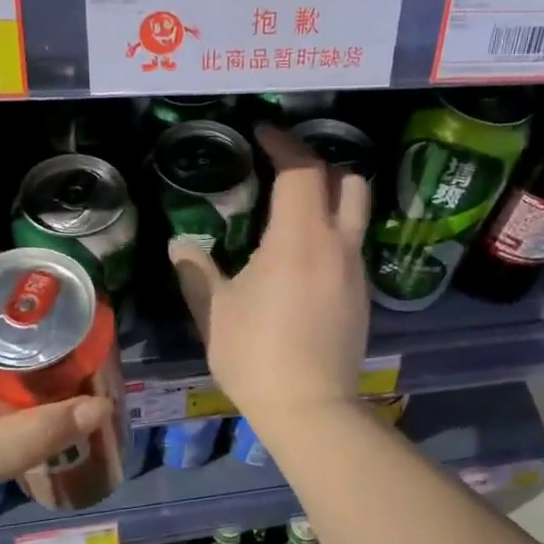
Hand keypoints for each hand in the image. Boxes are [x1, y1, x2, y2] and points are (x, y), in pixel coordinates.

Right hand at [170, 126, 370, 427]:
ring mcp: (356, 271)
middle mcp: (337, 245)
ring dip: (330, 200)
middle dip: (320, 164)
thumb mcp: (216, 312)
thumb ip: (197, 271)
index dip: (284, 144)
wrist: (312, 410)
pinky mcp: (363, 297)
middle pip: (348, 181)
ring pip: (356, 214)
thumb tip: (180, 246)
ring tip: (293, 213)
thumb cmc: (257, 355)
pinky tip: (303, 260)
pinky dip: (331, 235)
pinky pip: (351, 247)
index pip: (302, 170)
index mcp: (300, 238)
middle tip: (285, 170)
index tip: (263, 133)